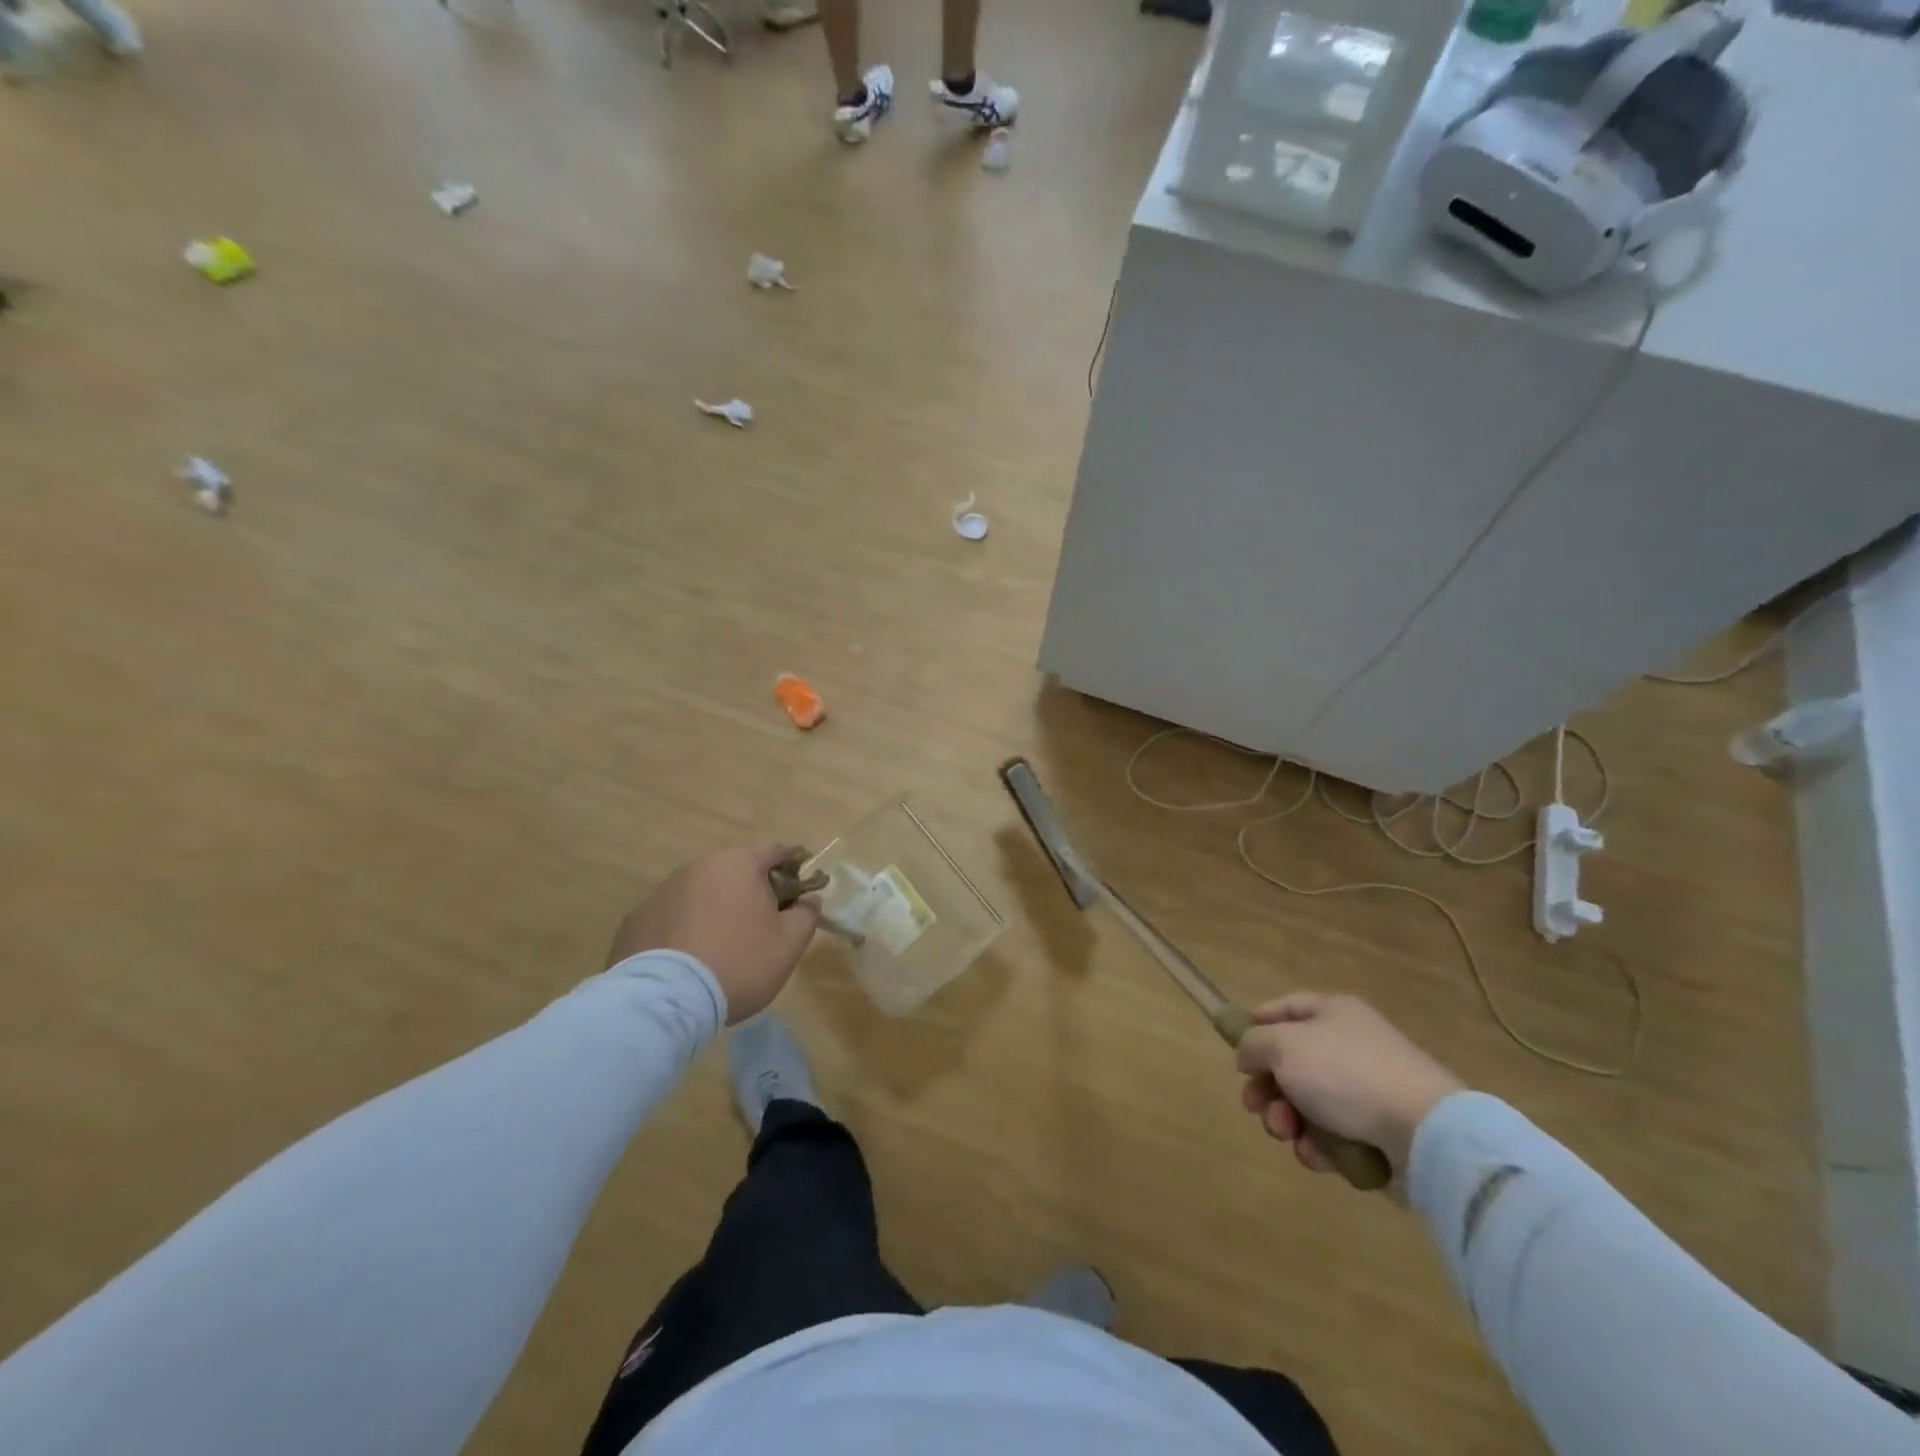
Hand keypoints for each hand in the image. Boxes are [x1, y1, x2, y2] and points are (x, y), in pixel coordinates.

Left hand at [606, 845, 821, 1022]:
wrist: (666, 1001)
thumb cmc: (739, 963)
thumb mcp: (789, 944)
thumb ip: (807, 914)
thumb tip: (808, 899)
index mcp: (738, 864)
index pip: (775, 852)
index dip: (792, 871)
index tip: (797, 897)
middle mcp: (698, 867)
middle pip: (735, 873)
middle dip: (750, 893)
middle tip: (760, 929)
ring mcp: (662, 892)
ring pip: (701, 895)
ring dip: (715, 911)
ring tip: (720, 950)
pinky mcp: (635, 919)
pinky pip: (671, 918)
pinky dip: (683, 931)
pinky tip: (687, 962)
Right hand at [1235, 993, 1463, 1187]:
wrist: (1424, 1133)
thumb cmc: (1345, 1074)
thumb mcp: (1283, 1046)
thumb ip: (1253, 1044)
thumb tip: (1249, 1055)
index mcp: (1332, 1012)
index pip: (1284, 1009)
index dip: (1256, 1027)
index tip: (1238, 1055)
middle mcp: (1350, 1045)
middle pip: (1291, 1062)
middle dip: (1267, 1088)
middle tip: (1256, 1107)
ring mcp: (1367, 1089)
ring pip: (1308, 1102)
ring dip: (1288, 1120)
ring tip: (1288, 1134)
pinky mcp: (1379, 1131)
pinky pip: (1334, 1134)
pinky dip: (1319, 1146)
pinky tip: (1317, 1155)